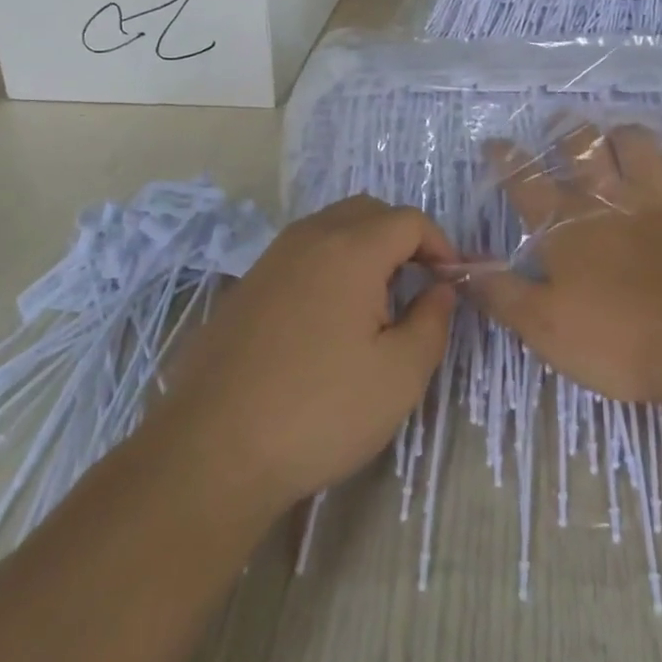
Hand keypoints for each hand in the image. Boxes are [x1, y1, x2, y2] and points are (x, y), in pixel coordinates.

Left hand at [157, 196, 456, 514]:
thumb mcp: (399, 375)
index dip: (440, 245)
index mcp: (351, 249)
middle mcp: (308, 238)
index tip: (449, 285)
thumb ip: (432, 321)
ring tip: (374, 306)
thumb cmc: (320, 411)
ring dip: (364, 250)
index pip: (409, 220)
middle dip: (402, 239)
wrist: (212, 450)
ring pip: (331, 228)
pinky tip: (327, 322)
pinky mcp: (246, 286)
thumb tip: (440, 289)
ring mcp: (271, 259)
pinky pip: (301, 254)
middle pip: (368, 211)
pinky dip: (328, 267)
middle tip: (416, 287)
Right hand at [470, 123, 661, 409]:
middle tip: (559, 124)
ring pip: (634, 143)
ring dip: (620, 136)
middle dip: (566, 131)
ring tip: (613, 140)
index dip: (506, 159)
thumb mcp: (543, 327)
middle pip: (581, 146)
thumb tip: (456, 269)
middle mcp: (606, 198)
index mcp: (564, 223)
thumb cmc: (616, 337)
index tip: (494, 143)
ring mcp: (655, 199)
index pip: (524, 180)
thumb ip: (499, 294)